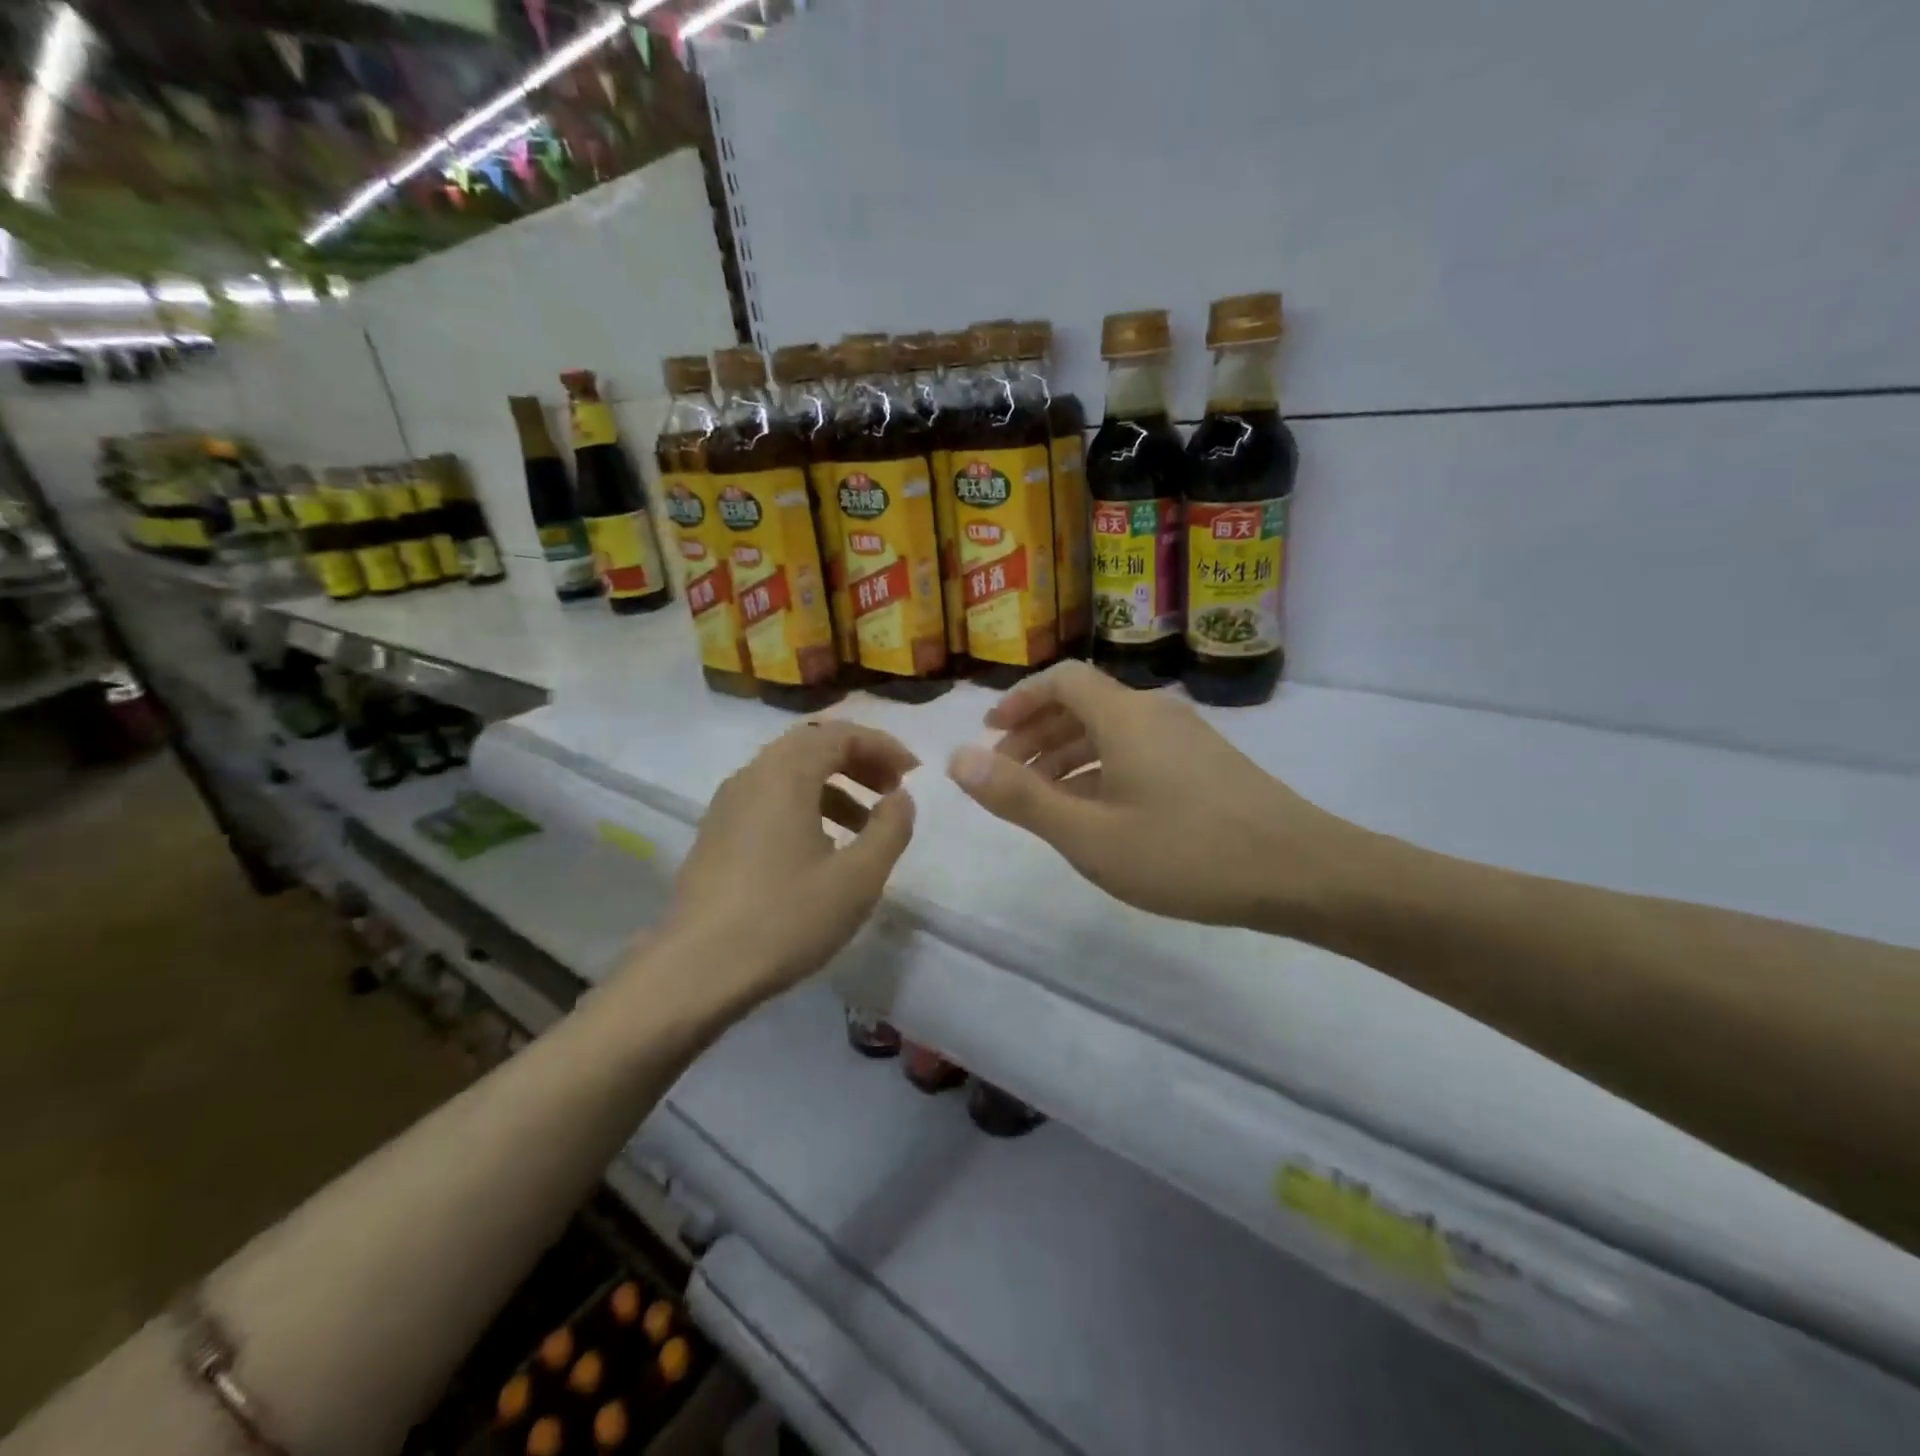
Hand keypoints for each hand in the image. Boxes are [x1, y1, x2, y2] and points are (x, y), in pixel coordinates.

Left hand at [669, 721, 917, 996]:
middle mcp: (752, 776)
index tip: (914, 774)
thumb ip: (890, 829)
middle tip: (892, 789)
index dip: (883, 746)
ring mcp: (728, 804)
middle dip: (858, 760)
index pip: (840, 733)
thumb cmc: (785, 917)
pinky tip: (822, 849)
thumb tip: (900, 797)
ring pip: (789, 773)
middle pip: (812, 745)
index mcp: (785, 774)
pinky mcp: (716, 833)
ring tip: (864, 825)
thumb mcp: (857, 878)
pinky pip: (769, 798)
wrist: (697, 970)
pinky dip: (805, 805)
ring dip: (833, 785)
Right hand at [946, 661, 1358, 933]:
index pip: (1061, 680)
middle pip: (1084, 704)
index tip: (989, 733)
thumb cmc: (1185, 852)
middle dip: (1037, 733)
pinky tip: (1098, 811)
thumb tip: (956, 760)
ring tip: (1042, 798)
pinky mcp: (1207, 763)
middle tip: (1006, 772)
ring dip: (1069, 755)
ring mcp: (1187, 737)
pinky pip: (1138, 751)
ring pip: (1112, 730)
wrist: (1301, 871)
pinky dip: (1103, 769)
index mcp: (1124, 715)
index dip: (1019, 701)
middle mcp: (1155, 712)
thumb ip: (1020, 797)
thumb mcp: (1089, 834)